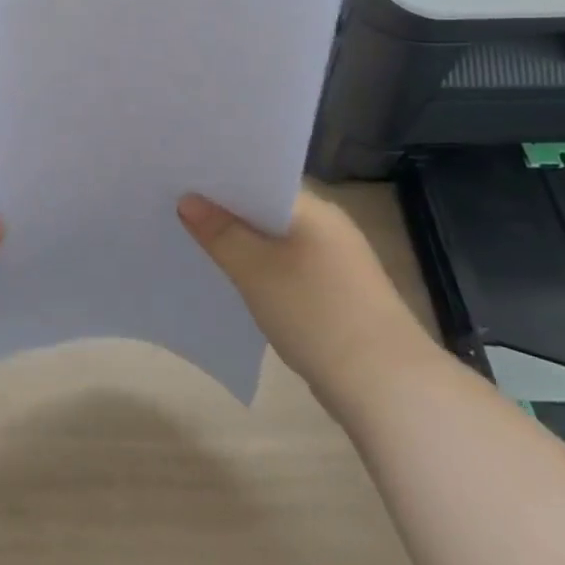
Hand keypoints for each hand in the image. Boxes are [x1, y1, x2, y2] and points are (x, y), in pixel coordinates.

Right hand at [179, 192, 435, 410]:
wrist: (386, 387)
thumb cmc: (316, 314)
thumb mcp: (256, 270)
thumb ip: (220, 233)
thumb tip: (187, 200)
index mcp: (313, 208)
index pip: (260, 177)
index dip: (220, 179)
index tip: (181, 181)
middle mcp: (329, 226)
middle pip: (266, 208)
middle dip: (226, 212)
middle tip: (178, 210)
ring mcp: (337, 261)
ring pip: (276, 241)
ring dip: (244, 244)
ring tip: (198, 244)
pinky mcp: (338, 294)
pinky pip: (288, 268)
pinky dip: (263, 270)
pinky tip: (237, 282)